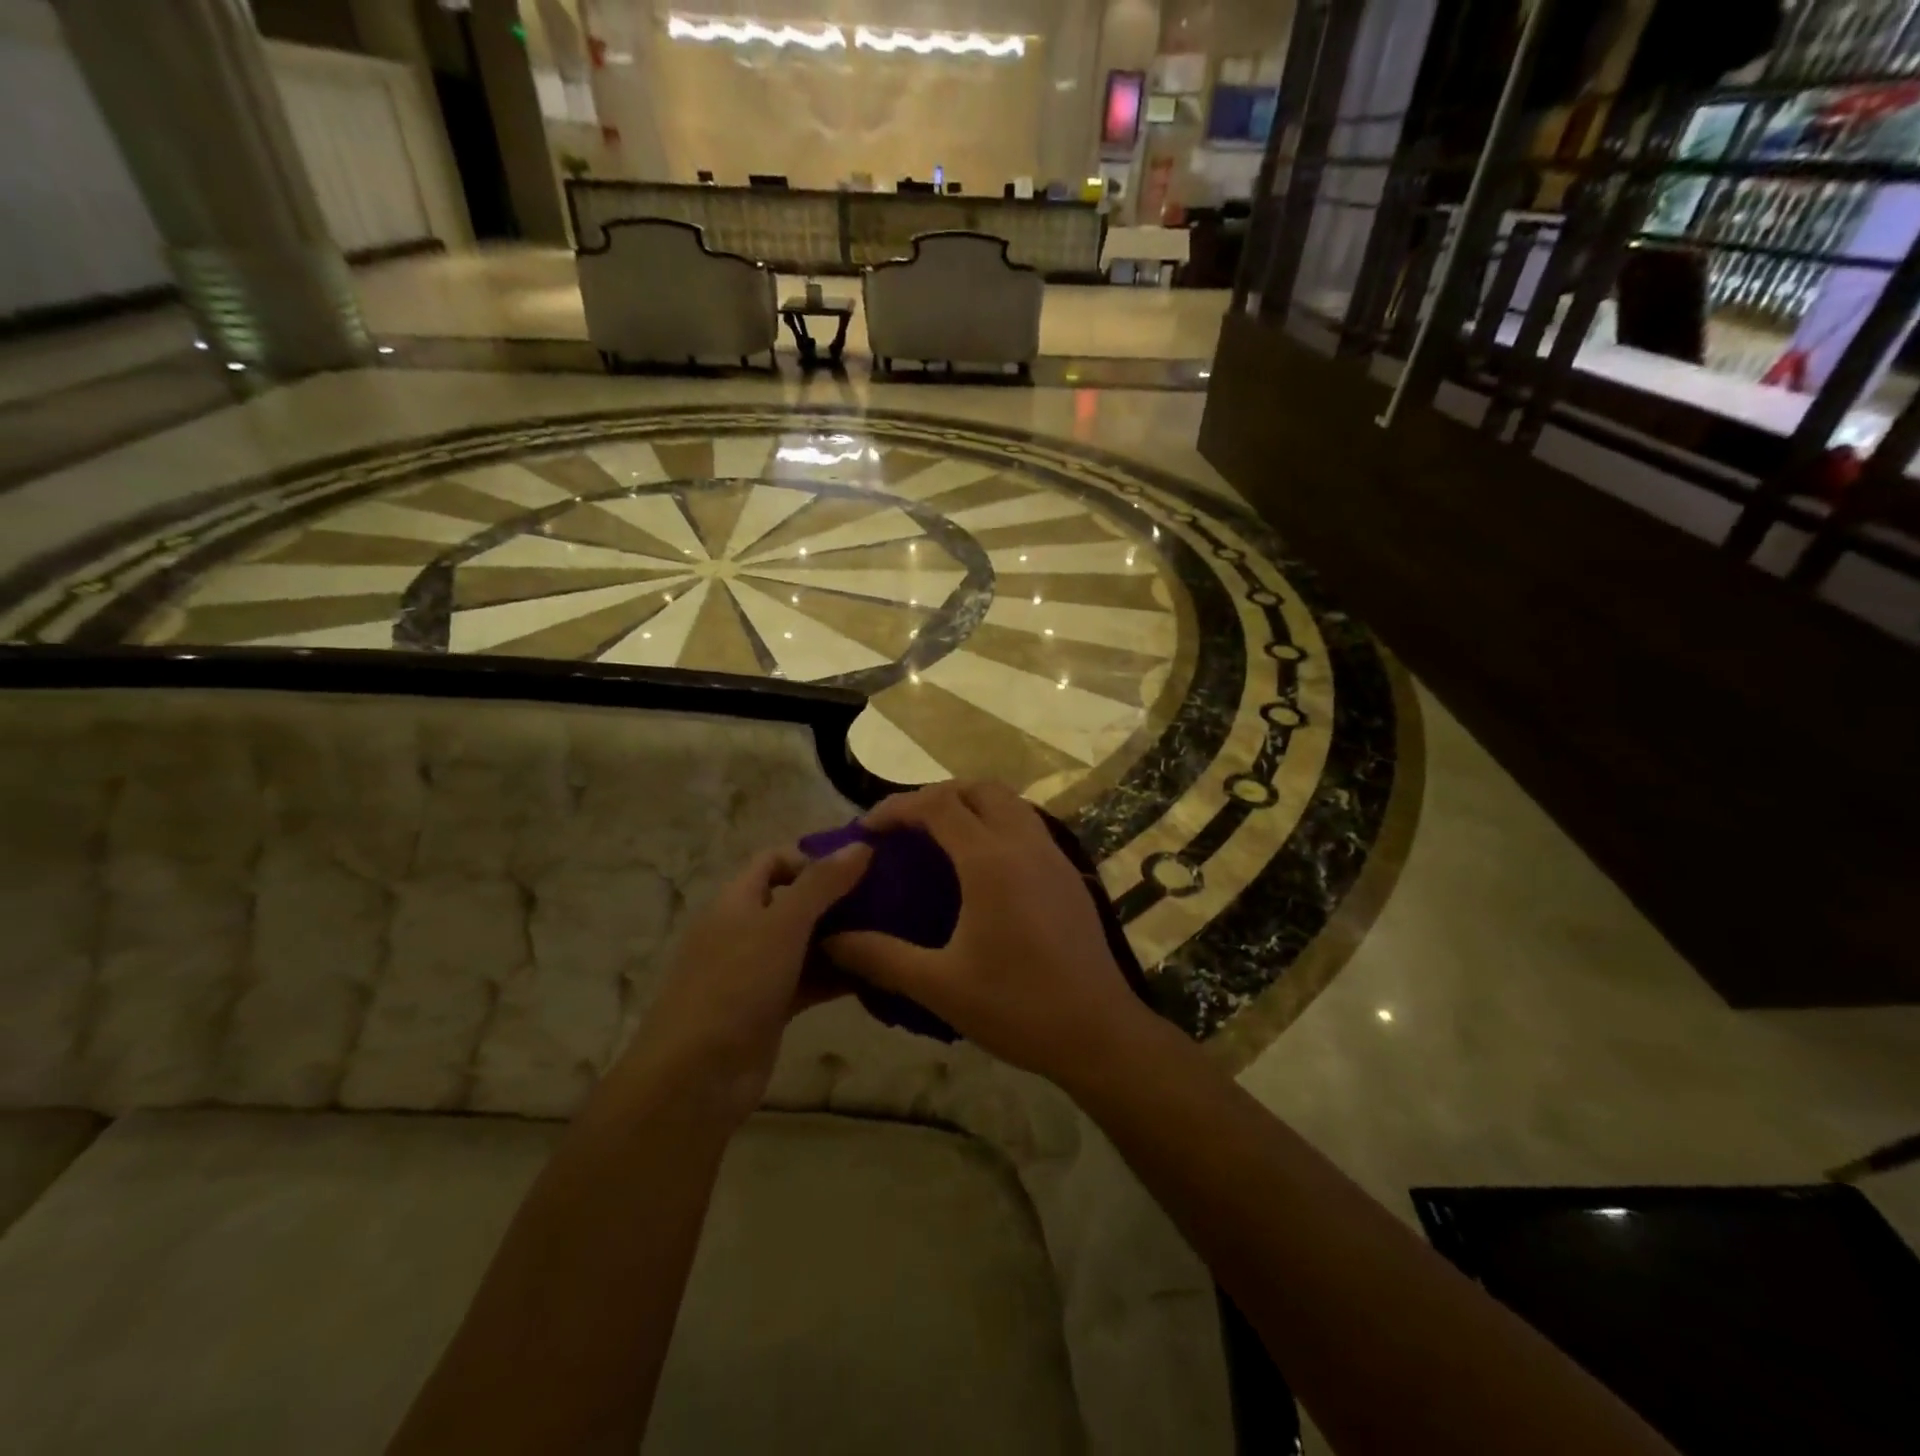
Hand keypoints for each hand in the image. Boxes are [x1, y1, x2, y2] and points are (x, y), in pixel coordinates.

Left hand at [619, 842, 870, 1123]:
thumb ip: (822, 883)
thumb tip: (861, 844)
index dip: (812, 858)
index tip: (857, 866)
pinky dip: (838, 975)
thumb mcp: (782, 925)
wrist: (696, 1078)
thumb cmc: (736, 985)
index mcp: (736, 901)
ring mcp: (757, 971)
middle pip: (794, 901)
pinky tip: (877, 973)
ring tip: (892, 933)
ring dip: (843, 937)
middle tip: (887, 898)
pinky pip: (810, 980)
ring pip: (806, 943)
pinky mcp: (771, 1007)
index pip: (773, 860)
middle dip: (837, 898)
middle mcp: (744, 930)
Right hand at [825, 782, 1151, 1084]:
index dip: (897, 807)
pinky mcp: (1068, 873)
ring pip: (1008, 801)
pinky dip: (996, 822)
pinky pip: (1027, 824)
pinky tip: (981, 864)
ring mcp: (1052, 855)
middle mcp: (1023, 843)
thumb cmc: (1017, 1007)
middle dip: (934, 796)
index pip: (937, 805)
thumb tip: (830, 940)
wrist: (1099, 1032)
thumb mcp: (939, 985)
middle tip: (903, 828)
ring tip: (939, 837)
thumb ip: (880, 957)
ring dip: (970, 804)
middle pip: (976, 789)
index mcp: (989, 861)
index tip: (867, 828)